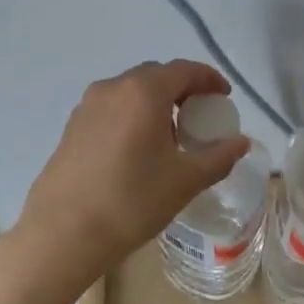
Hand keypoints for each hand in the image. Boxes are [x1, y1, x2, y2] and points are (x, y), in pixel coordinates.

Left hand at [16, 60, 249, 283]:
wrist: (63, 233)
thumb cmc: (131, 201)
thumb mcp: (185, 181)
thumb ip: (218, 157)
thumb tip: (241, 143)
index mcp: (143, 92)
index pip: (184, 70)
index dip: (209, 79)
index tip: (224, 97)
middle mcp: (112, 88)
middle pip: (155, 76)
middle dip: (181, 90)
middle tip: (199, 116)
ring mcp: (86, 106)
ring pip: (130, 92)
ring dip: (154, 104)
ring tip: (170, 136)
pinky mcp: (71, 127)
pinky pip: (111, 109)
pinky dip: (132, 117)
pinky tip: (137, 150)